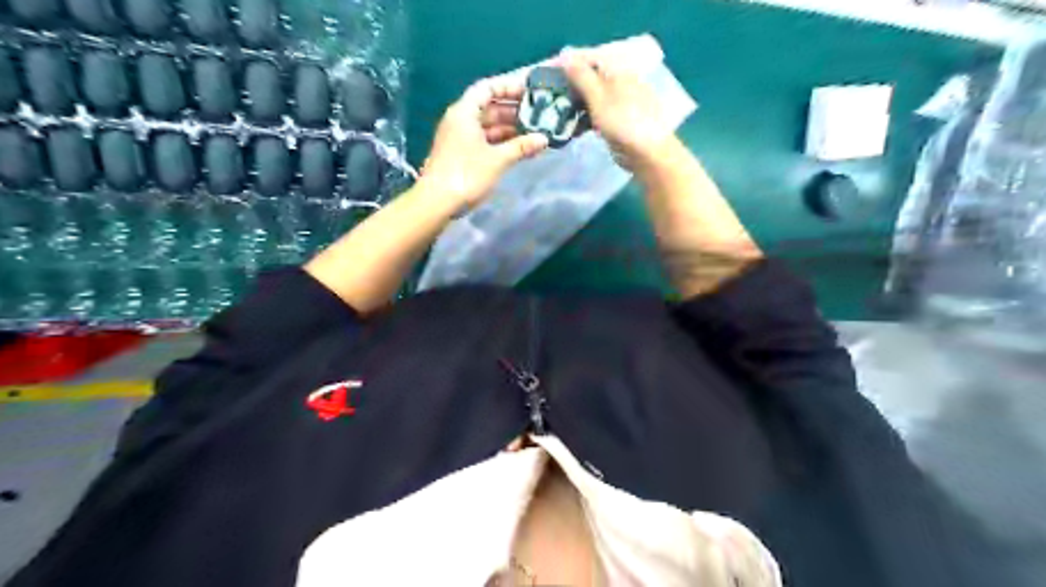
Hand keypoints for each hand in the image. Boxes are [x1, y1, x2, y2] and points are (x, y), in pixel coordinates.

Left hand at [421, 72, 549, 209]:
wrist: (437, 202)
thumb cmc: (466, 175)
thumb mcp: (497, 160)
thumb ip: (521, 147)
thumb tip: (544, 139)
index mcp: (465, 112)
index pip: (488, 88)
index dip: (509, 86)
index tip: (530, 91)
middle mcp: (460, 120)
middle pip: (489, 107)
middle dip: (514, 110)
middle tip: (538, 113)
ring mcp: (459, 138)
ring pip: (488, 126)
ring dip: (509, 128)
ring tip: (534, 131)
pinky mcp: (461, 154)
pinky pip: (485, 140)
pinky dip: (501, 142)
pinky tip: (520, 148)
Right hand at [560, 48, 673, 172]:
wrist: (648, 153)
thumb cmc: (623, 123)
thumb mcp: (598, 97)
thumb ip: (581, 76)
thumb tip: (565, 54)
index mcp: (618, 71)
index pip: (588, 59)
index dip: (567, 65)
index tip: (548, 76)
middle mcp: (621, 82)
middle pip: (590, 79)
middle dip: (569, 88)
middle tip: (548, 100)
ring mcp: (621, 103)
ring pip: (592, 98)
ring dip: (575, 106)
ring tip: (556, 116)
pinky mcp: (620, 121)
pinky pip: (597, 115)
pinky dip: (584, 119)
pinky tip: (572, 129)